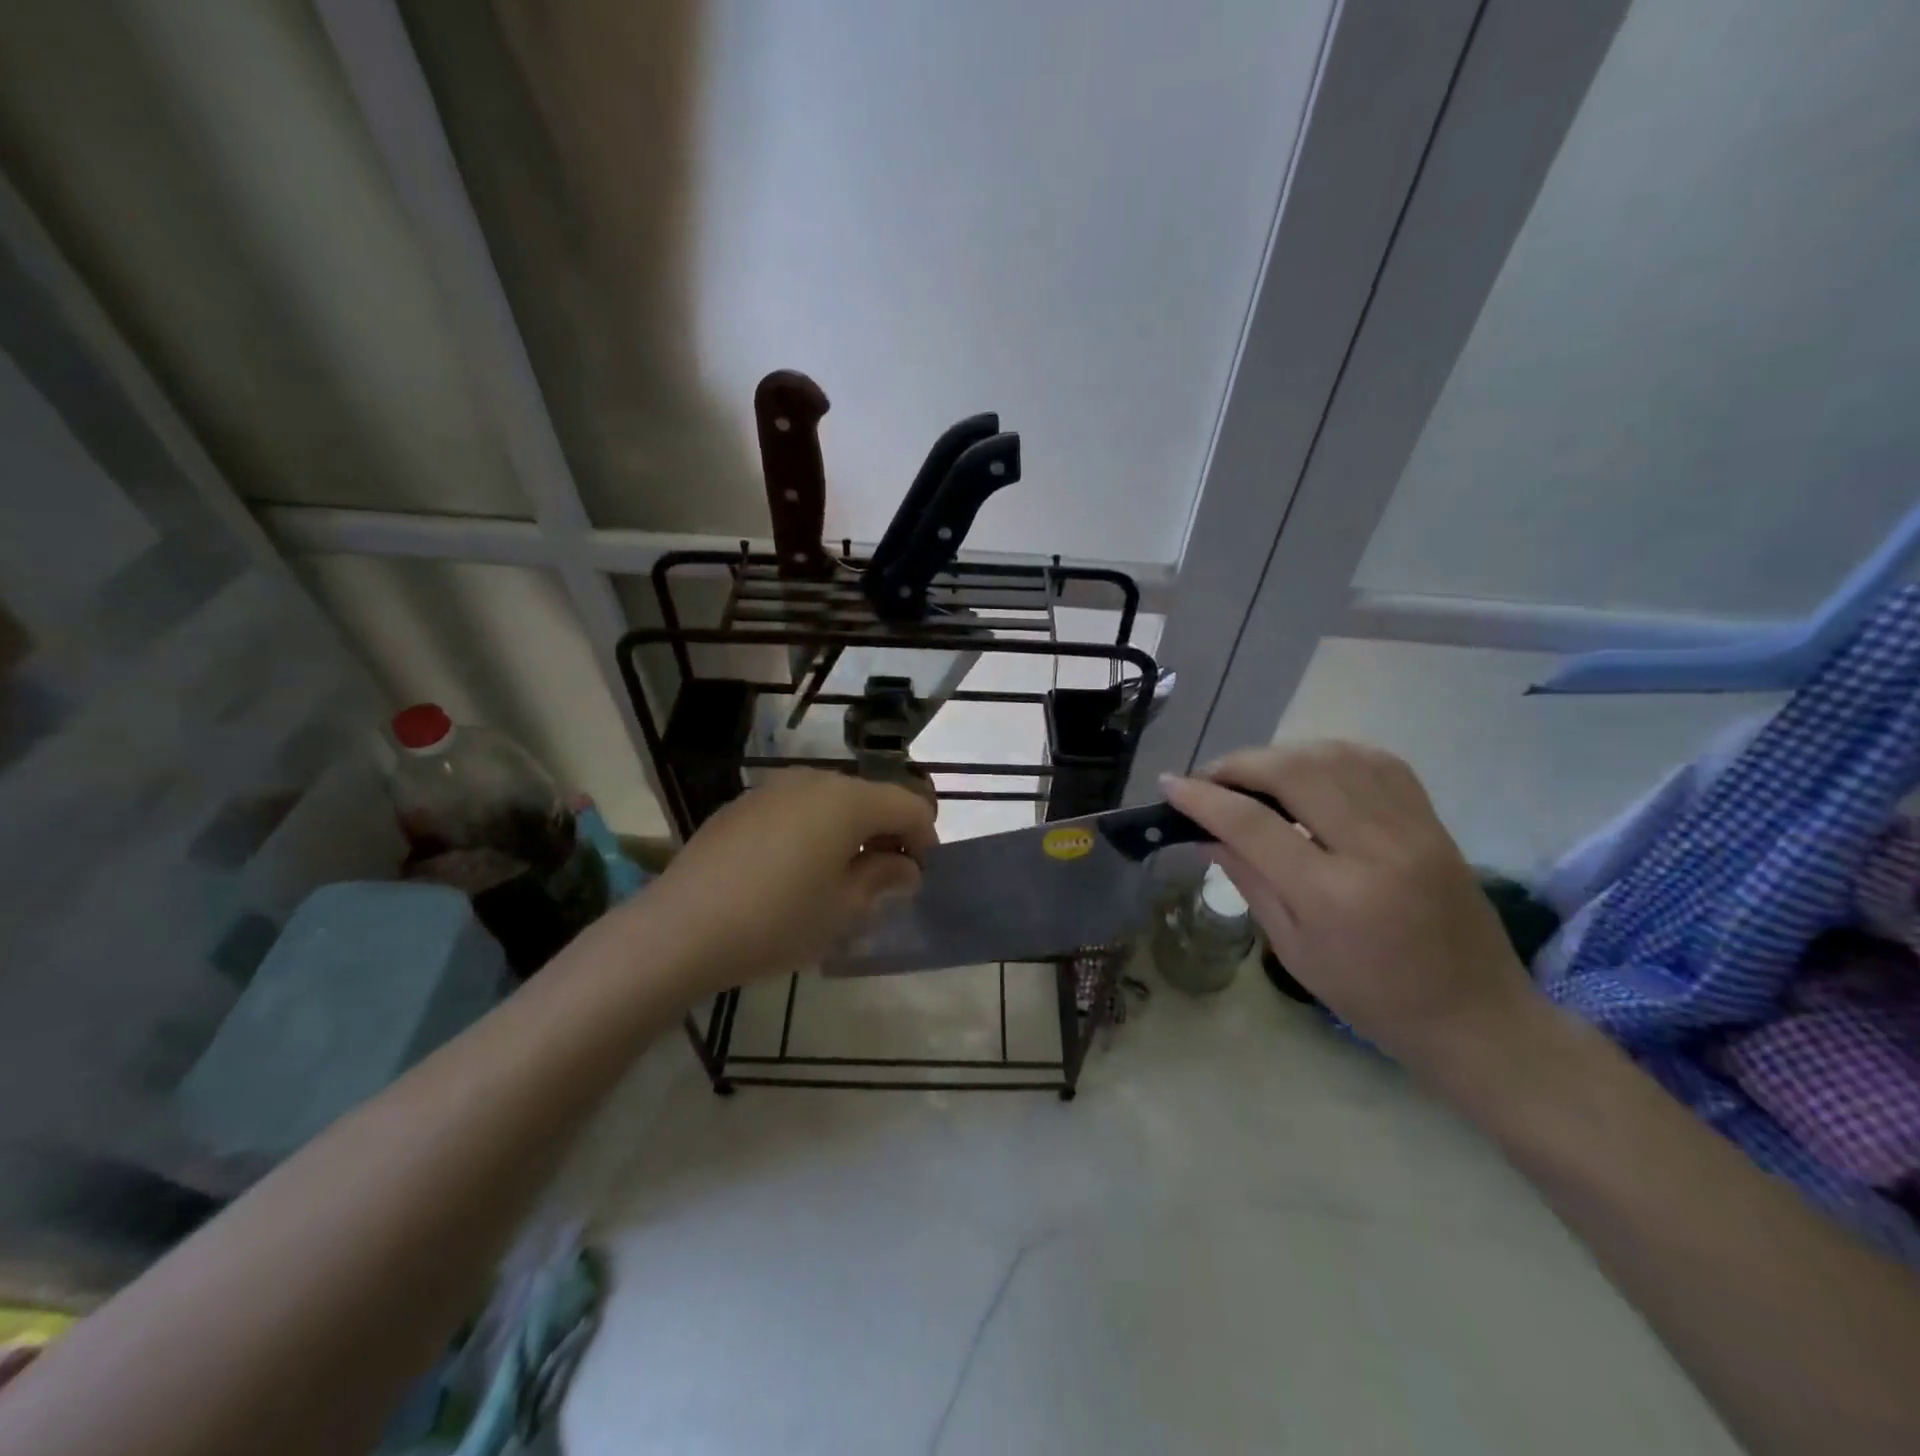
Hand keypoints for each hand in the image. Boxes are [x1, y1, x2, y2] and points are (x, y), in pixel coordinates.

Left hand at [638, 770, 936, 993]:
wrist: (682, 928)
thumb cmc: (778, 920)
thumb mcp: (843, 908)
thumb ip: (883, 878)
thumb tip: (906, 867)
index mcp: (848, 800)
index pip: (908, 804)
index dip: (924, 836)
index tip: (919, 872)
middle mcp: (814, 780)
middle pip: (869, 797)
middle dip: (886, 832)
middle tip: (884, 878)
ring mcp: (773, 788)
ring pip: (831, 801)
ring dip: (848, 830)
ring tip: (839, 875)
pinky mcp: (742, 804)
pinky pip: (795, 808)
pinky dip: (811, 830)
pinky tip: (793, 870)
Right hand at [1162, 741, 1534, 1066]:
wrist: (1477, 1015)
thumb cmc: (1373, 998)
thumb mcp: (1295, 951)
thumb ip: (1250, 881)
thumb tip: (1206, 832)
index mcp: (1334, 896)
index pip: (1253, 825)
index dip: (1203, 799)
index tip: (1170, 786)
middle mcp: (1375, 849)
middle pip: (1295, 773)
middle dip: (1240, 765)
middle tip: (1209, 778)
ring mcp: (1411, 828)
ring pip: (1334, 756)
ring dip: (1281, 754)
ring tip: (1252, 773)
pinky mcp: (1432, 820)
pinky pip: (1375, 761)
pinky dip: (1330, 754)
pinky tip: (1307, 769)